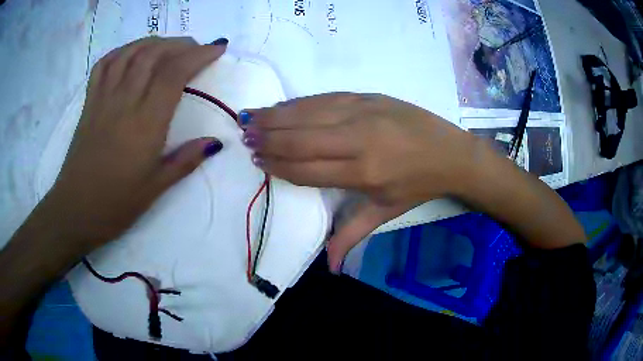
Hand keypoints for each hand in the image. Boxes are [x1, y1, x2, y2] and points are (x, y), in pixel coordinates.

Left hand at [46, 37, 226, 250]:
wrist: (76, 210)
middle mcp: (125, 101)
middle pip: (154, 54)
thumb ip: (186, 161)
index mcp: (145, 123)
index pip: (175, 74)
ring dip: (153, 42)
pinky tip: (131, 53)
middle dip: (179, 44)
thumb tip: (215, 143)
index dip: (199, 55)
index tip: (216, 48)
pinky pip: (104, 64)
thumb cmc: (116, 204)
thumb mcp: (156, 188)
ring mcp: (103, 98)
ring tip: (167, 47)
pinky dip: (121, 51)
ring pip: (130, 53)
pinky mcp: (89, 102)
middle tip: (194, 48)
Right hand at [241, 93, 477, 271]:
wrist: (450, 152)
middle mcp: (358, 140)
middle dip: (269, 138)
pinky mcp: (368, 96)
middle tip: (245, 137)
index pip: (307, 169)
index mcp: (362, 173)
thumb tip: (329, 269)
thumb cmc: (418, 185)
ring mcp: (363, 113)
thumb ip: (352, 234)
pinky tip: (282, 105)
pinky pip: (325, 98)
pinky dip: (299, 102)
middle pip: (301, 138)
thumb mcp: (386, 212)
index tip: (258, 160)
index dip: (279, 165)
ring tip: (251, 118)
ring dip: (276, 116)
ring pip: (308, 113)